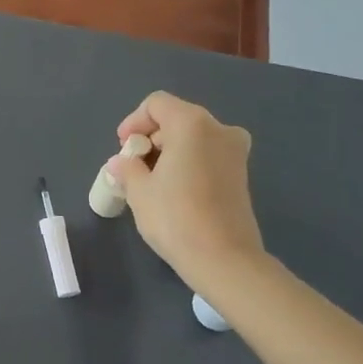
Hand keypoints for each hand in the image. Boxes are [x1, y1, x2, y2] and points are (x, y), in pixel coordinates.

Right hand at [103, 92, 267, 291]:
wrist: (224, 259)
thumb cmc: (175, 217)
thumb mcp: (138, 190)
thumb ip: (127, 168)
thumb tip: (121, 163)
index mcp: (192, 123)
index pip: (156, 104)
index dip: (134, 122)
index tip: (123, 148)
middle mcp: (219, 129)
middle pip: (176, 118)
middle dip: (151, 137)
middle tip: (133, 165)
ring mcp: (235, 151)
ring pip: (193, 137)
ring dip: (169, 151)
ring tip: (150, 179)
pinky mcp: (241, 174)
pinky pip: (207, 154)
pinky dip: (188, 162)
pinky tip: (173, 188)